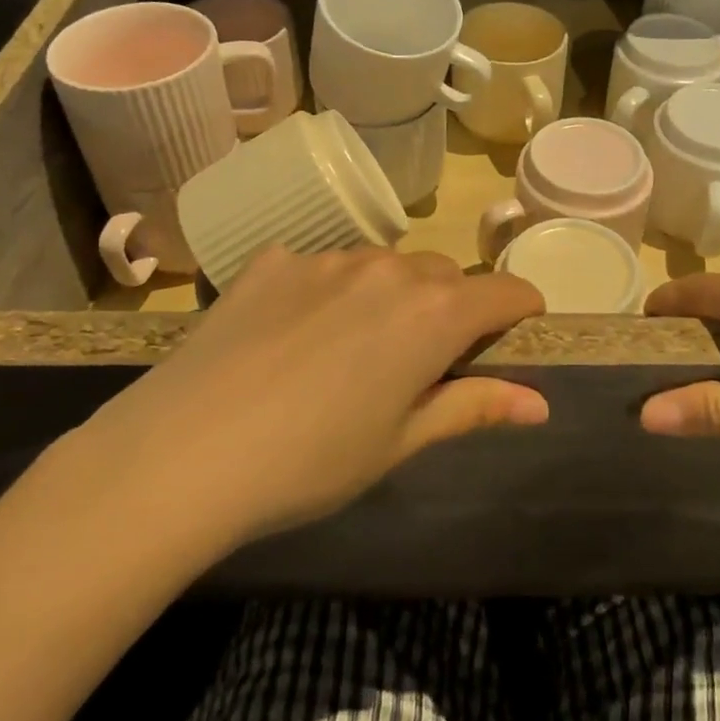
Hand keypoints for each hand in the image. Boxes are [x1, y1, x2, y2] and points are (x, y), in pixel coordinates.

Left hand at [65, 247, 546, 551]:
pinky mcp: (272, 260)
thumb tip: (539, 403)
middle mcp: (388, 269)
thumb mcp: (399, 442)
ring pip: (385, 266)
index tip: (519, 331)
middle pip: (445, 275)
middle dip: (452, 308)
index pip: (505, 292)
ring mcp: (326, 258)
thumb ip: (473, 407)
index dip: (521, 309)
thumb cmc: (310, 462)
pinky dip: (330, 291)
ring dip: (392, 296)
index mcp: (433, 313)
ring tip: (354, 351)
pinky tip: (294, 336)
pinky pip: (323, 266)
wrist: (180, 454)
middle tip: (424, 362)